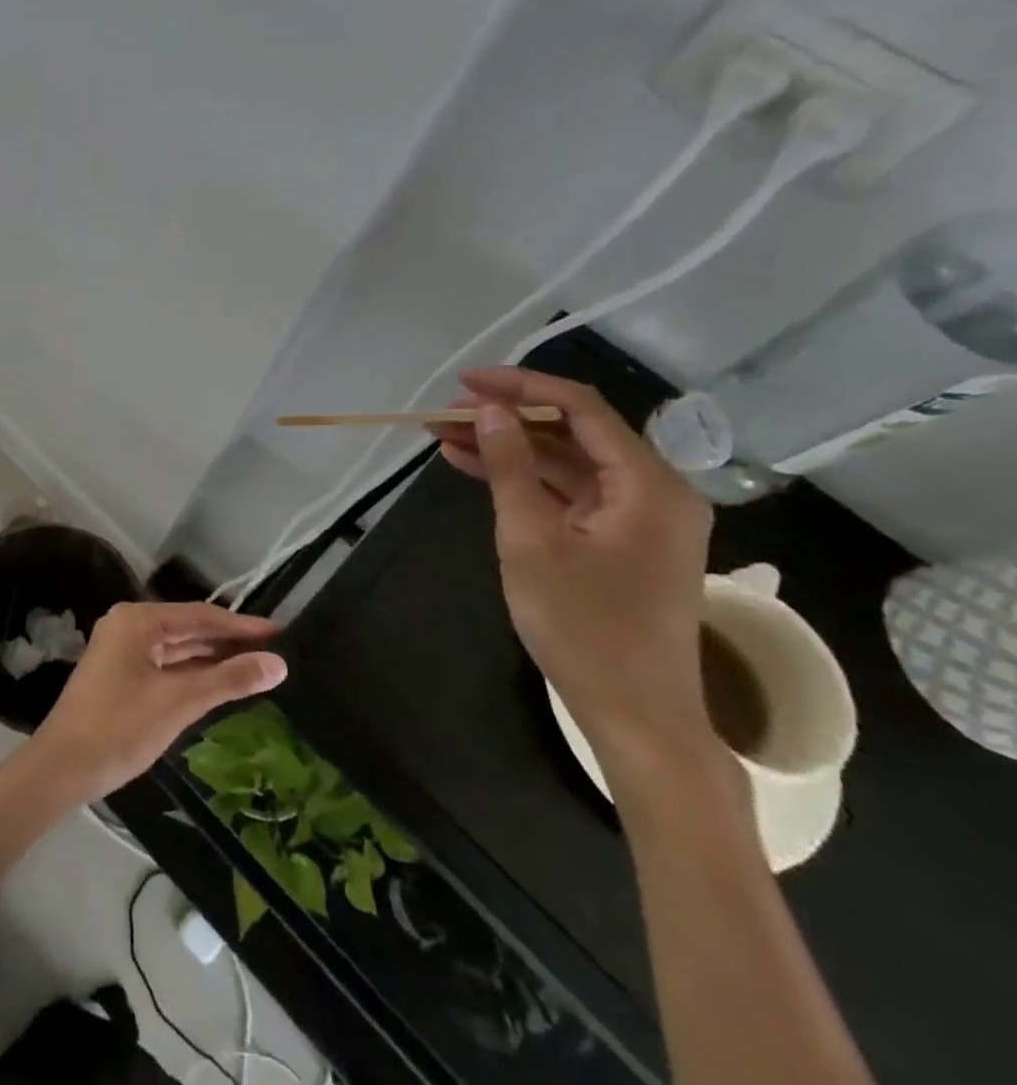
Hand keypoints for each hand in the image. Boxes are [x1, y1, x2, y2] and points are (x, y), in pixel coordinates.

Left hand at [25, 602, 286, 804]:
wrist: (63, 767)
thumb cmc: (121, 726)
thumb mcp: (180, 701)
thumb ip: (229, 679)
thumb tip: (278, 663)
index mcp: (138, 619)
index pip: (200, 615)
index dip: (242, 625)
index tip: (281, 633)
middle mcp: (129, 626)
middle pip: (189, 629)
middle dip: (230, 641)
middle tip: (275, 652)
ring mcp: (122, 651)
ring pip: (178, 649)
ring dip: (213, 659)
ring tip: (257, 667)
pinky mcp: (121, 676)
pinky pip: (165, 666)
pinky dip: (193, 674)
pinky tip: (220, 684)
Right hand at [432, 369, 718, 790]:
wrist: (635, 715)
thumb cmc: (583, 626)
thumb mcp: (532, 540)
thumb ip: (511, 467)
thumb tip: (490, 411)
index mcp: (649, 484)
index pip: (581, 407)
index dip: (520, 385)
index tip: (464, 383)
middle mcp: (654, 490)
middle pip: (573, 432)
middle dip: (506, 418)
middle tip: (445, 414)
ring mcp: (639, 518)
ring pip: (567, 463)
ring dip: (509, 449)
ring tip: (445, 438)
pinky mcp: (621, 541)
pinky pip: (570, 494)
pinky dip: (525, 481)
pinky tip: (474, 469)